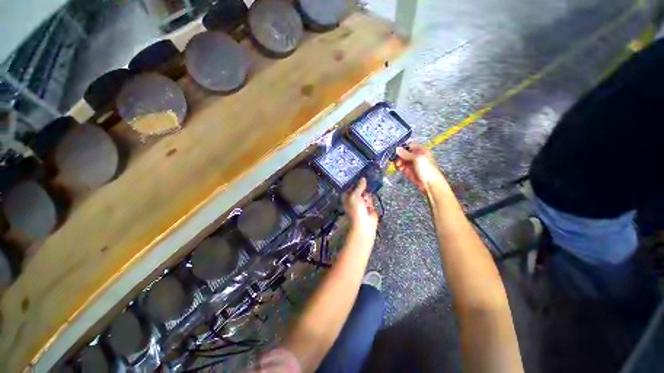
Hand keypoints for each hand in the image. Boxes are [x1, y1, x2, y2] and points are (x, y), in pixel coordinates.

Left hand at [343, 178, 378, 243]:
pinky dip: (371, 203)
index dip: (356, 184)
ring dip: (367, 198)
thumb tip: (363, 178)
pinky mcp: (368, 207)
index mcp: (347, 197)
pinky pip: (371, 200)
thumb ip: (359, 187)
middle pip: (361, 190)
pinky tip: (369, 208)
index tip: (361, 180)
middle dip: (363, 192)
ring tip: (366, 205)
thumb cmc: (356, 210)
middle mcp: (353, 199)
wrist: (364, 224)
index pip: (352, 187)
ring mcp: (361, 204)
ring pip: (366, 195)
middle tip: (363, 197)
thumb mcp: (355, 196)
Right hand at [395, 143, 446, 192]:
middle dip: (399, 156)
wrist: (430, 184)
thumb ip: (406, 153)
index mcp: (421, 151)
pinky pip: (401, 167)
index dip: (403, 148)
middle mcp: (416, 157)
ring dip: (399, 162)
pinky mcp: (409, 171)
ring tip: (399, 165)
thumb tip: (397, 149)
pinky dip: (399, 167)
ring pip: (402, 160)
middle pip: (404, 154)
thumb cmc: (428, 170)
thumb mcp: (417, 158)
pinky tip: (400, 169)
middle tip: (396, 159)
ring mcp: (412, 164)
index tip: (396, 150)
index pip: (409, 146)